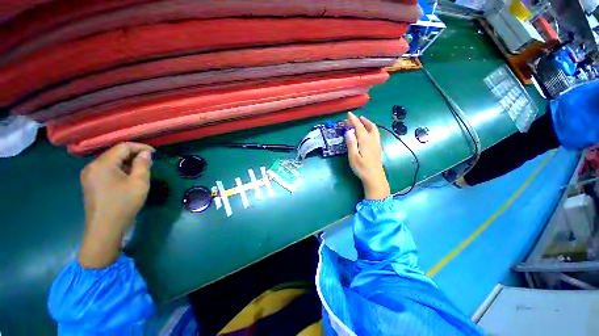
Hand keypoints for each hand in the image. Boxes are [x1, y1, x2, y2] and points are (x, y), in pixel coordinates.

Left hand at [79, 142, 154, 267]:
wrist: (105, 228)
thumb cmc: (123, 203)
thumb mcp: (139, 182)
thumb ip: (143, 164)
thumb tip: (145, 154)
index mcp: (102, 164)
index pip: (123, 147)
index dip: (140, 147)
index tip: (155, 153)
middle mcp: (92, 166)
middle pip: (115, 153)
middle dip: (134, 155)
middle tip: (150, 163)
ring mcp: (89, 175)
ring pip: (111, 162)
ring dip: (127, 163)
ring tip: (141, 170)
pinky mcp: (90, 184)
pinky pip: (106, 170)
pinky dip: (119, 170)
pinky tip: (128, 178)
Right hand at [345, 112, 389, 199]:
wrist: (374, 177)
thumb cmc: (362, 168)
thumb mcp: (353, 157)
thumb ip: (351, 143)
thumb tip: (348, 131)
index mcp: (365, 141)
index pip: (359, 127)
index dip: (354, 120)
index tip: (349, 114)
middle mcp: (373, 140)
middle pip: (369, 126)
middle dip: (362, 120)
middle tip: (355, 118)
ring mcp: (377, 144)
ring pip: (374, 130)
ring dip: (368, 124)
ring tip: (362, 122)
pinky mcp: (378, 148)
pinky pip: (375, 134)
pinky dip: (371, 129)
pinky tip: (367, 133)